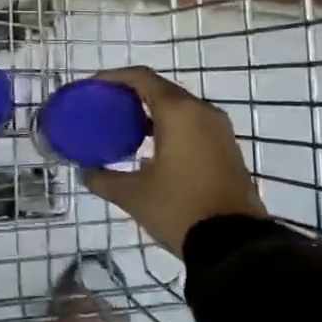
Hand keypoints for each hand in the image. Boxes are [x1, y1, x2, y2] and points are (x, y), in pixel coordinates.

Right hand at [82, 66, 267, 253]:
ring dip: (152, 112)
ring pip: (179, 108)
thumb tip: (85, 172)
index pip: (141, 78)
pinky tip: (152, 149)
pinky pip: (193, 124)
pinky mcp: (227, 149)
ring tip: (124, 128)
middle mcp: (201, 112)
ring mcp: (219, 130)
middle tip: (105, 107)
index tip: (92, 87)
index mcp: (178, 112)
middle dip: (131, 94)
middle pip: (161, 89)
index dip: (113, 77)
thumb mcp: (133, 195)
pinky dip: (170, 127)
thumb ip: (104, 178)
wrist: (235, 244)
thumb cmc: (179, 208)